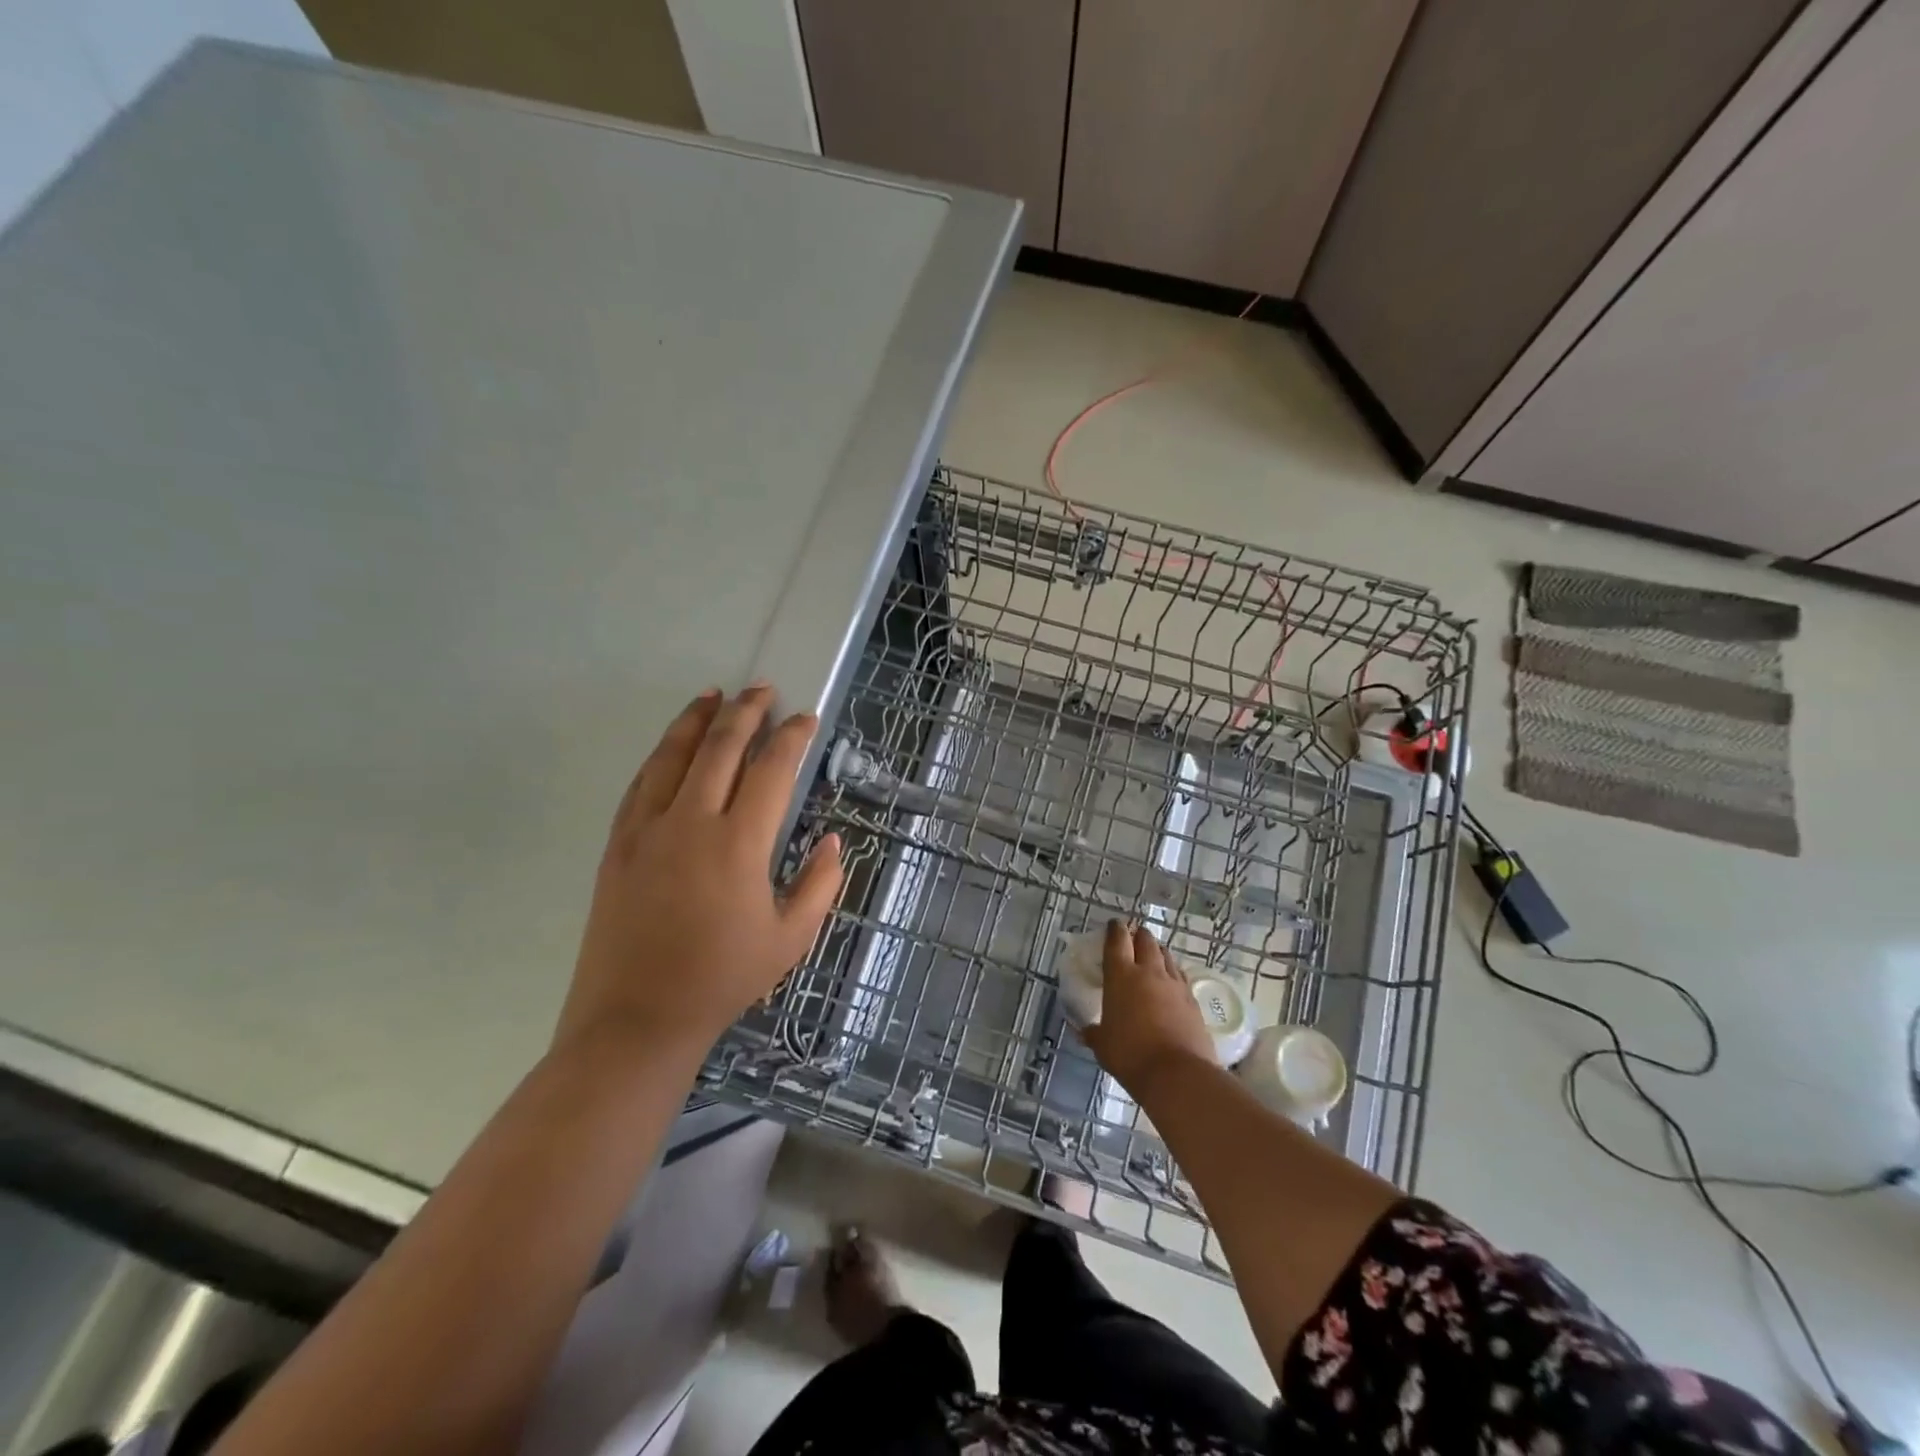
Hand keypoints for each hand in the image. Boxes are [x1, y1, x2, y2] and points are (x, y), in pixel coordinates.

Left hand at [554, 684, 843, 1064]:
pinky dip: (661, 755)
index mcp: (739, 844)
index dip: (792, 738)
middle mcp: (691, 822)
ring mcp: (647, 830)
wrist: (636, 1018)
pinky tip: (671, 745)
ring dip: (697, 720)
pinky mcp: (618, 844)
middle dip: (746, 712)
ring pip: (673, 756)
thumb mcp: (791, 939)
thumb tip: (834, 842)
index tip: (806, 719)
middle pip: (720, 748)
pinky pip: (641, 784)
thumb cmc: (722, 979)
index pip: (771, 770)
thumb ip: (820, 884)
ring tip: (713, 695)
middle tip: (762, 689)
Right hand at [1080, 920, 1215, 1096]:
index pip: (1117, 940)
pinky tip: (1169, 982)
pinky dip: (1172, 973)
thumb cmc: (1130, 1055)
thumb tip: (1083, 1031)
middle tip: (1132, 938)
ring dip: (1157, 951)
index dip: (1115, 929)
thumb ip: (1093, 1033)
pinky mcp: (1192, 1000)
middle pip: (1146, 940)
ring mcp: (1174, 984)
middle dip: (1138, 935)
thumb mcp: (1103, 1046)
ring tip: (1151, 957)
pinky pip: (1180, 976)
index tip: (1113, 924)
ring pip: (1166, 955)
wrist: (1178, 1074)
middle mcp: (1149, 972)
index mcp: (1121, 975)